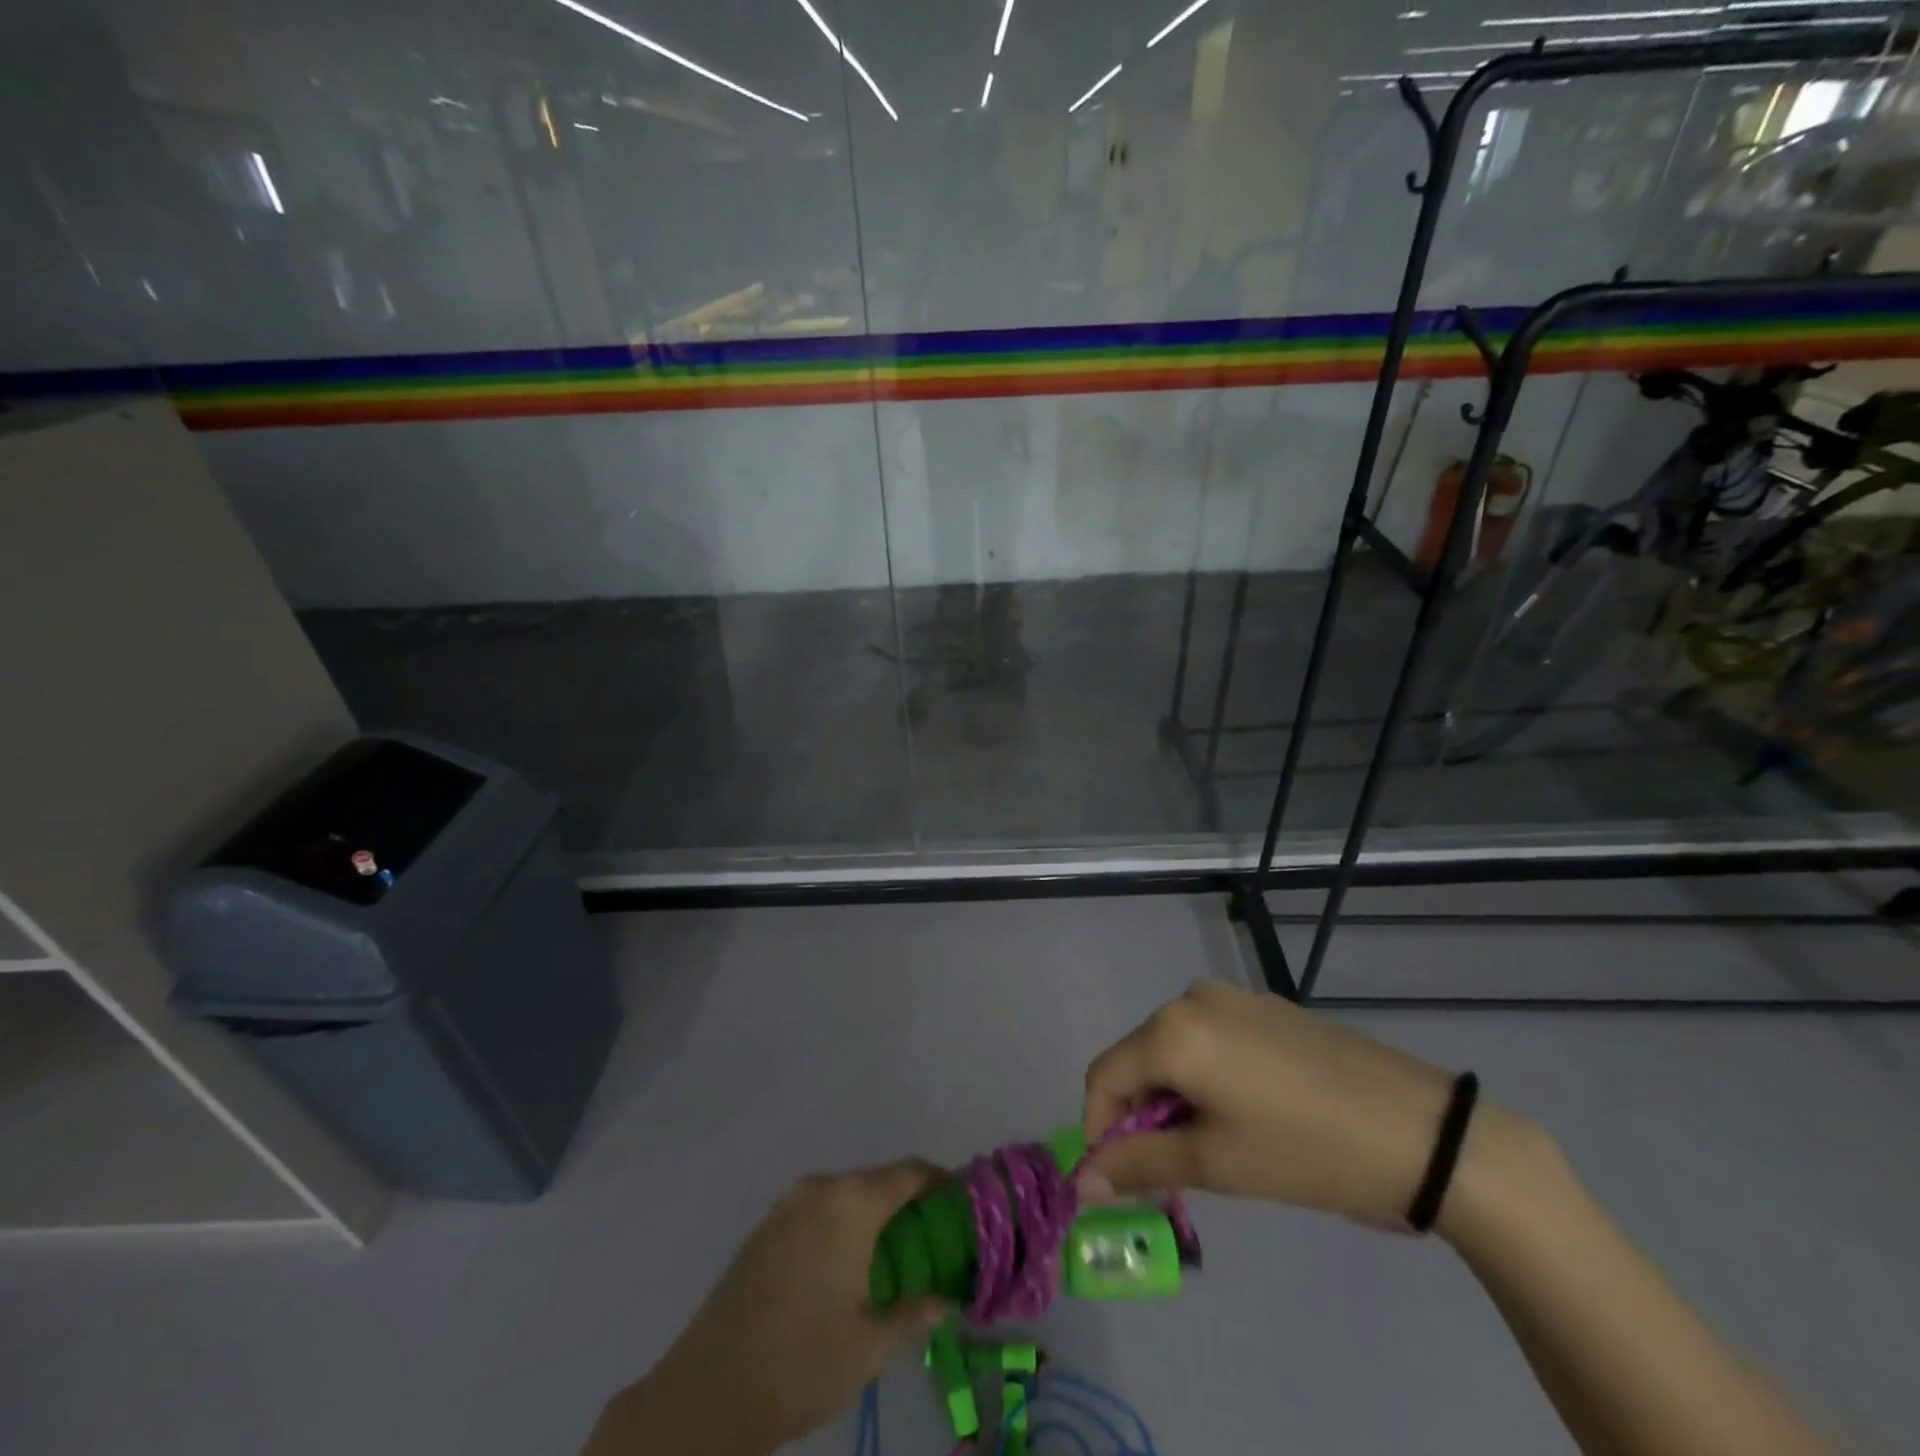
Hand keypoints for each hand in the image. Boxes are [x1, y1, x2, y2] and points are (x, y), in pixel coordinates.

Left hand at [586, 1163, 949, 1455]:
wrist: (704, 1391)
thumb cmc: (799, 1364)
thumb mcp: (869, 1347)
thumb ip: (913, 1313)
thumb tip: (944, 1300)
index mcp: (851, 1204)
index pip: (910, 1172)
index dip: (941, 1182)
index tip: (962, 1203)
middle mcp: (820, 1189)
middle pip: (878, 1181)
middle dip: (909, 1203)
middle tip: (933, 1241)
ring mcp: (787, 1205)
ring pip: (846, 1196)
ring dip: (873, 1215)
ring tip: (893, 1259)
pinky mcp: (765, 1228)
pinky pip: (818, 1210)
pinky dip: (842, 1225)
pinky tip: (845, 1268)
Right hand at [1080, 981, 1476, 1227]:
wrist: (1422, 1131)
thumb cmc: (1306, 1150)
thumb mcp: (1216, 1165)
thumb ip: (1140, 1164)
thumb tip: (1082, 1182)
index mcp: (1172, 1030)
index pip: (1104, 1076)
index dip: (1100, 1130)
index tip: (1119, 1180)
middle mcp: (1191, 998)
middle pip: (1139, 1059)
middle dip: (1141, 1116)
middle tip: (1172, 1174)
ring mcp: (1232, 996)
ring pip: (1175, 1049)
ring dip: (1175, 1098)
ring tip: (1215, 1149)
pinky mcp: (1265, 1006)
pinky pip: (1211, 1039)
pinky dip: (1207, 1078)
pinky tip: (1248, 1114)